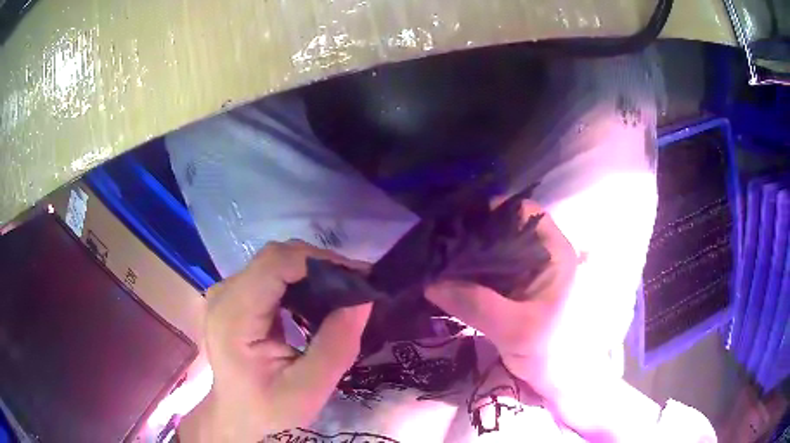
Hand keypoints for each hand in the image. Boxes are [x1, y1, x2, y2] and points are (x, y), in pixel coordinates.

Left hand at [180, 241, 371, 441]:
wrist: (237, 414)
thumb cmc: (268, 408)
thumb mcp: (308, 390)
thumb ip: (335, 347)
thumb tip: (362, 300)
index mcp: (233, 317)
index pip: (274, 265)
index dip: (318, 261)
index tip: (358, 276)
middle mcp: (224, 294)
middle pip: (275, 258)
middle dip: (320, 265)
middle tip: (357, 284)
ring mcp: (227, 292)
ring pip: (275, 262)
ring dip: (313, 270)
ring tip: (345, 289)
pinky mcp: (235, 295)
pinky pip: (271, 274)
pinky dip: (301, 279)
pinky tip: (320, 296)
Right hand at [426, 201, 662, 441]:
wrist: (559, 379)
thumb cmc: (552, 351)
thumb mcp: (516, 329)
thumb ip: (476, 304)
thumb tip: (430, 282)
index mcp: (555, 251)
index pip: (522, 212)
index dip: (490, 211)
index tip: (457, 224)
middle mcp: (543, 253)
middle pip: (504, 229)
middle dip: (473, 235)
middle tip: (439, 244)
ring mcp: (529, 271)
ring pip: (495, 251)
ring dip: (469, 256)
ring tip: (438, 259)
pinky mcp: (517, 289)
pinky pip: (491, 272)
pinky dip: (471, 274)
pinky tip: (449, 279)